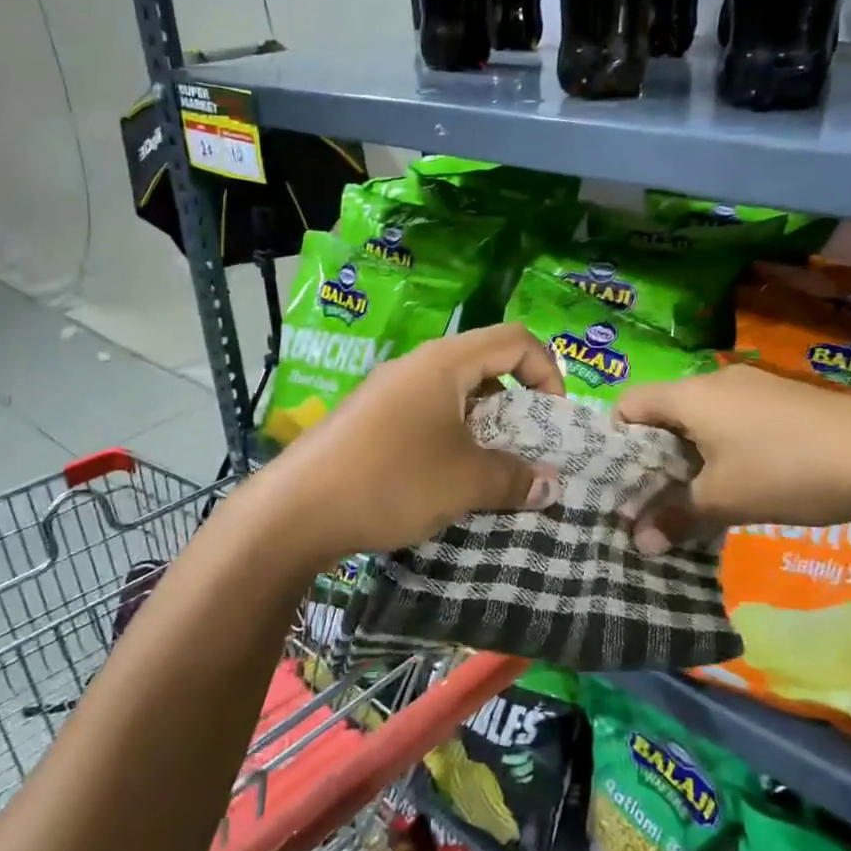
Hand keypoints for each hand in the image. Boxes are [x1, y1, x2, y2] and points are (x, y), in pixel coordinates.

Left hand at [250, 324, 564, 562]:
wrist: (297, 510)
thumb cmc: (392, 480)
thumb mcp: (465, 481)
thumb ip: (514, 478)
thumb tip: (550, 486)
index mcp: (444, 362)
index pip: (515, 339)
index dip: (547, 371)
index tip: (553, 420)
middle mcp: (416, 367)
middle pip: (485, 366)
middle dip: (517, 407)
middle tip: (525, 452)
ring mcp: (388, 393)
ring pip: (454, 398)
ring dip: (483, 430)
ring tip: (490, 474)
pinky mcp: (369, 421)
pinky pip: (426, 419)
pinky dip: (450, 442)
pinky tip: (446, 483)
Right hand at [612, 366, 850, 549]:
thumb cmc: (788, 471)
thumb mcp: (725, 501)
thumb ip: (675, 518)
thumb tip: (640, 544)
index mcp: (690, 395)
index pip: (628, 404)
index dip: (616, 441)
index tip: (623, 481)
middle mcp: (715, 380)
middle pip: (664, 412)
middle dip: (654, 455)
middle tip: (657, 497)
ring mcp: (753, 386)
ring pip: (701, 418)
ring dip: (691, 455)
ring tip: (700, 495)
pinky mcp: (783, 400)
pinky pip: (733, 420)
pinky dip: (724, 448)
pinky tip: (745, 480)